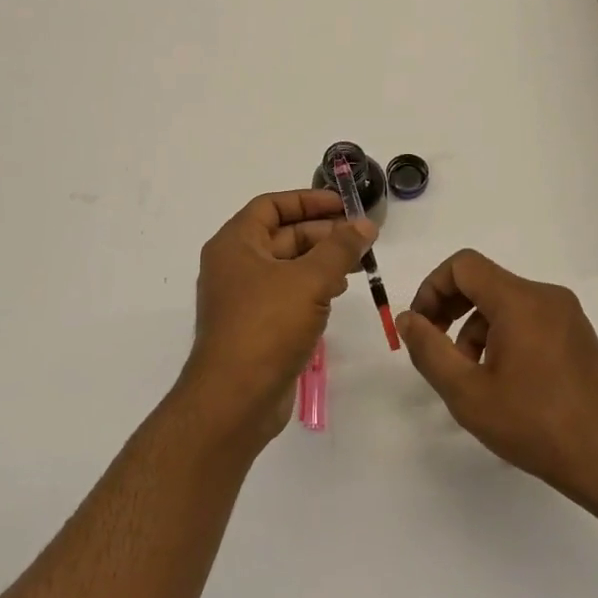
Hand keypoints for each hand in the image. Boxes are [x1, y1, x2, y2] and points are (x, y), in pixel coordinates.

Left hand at [178, 189, 376, 447]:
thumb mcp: (309, 280)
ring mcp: (243, 298)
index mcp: (235, 243)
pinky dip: (311, 289)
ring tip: (356, 267)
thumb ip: (339, 248)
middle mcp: (234, 265)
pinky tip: (335, 295)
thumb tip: (364, 224)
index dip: (308, 200)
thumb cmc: (267, 326)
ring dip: (321, 262)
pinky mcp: (254, 326)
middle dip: (322, 234)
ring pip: (286, 267)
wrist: (235, 398)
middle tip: (361, 239)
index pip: (271, 205)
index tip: (344, 205)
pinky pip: (285, 295)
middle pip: (281, 235)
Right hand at [399, 250, 597, 508]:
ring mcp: (568, 316)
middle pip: (484, 282)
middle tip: (435, 348)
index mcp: (520, 301)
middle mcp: (547, 297)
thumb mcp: (467, 393)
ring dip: (476, 329)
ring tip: (471, 376)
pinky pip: (529, 320)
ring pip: (505, 304)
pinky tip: (503, 381)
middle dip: (450, 309)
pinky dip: (504, 337)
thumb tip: (408, 319)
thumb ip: (429, 349)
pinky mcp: (579, 337)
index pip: (463, 265)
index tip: (421, 326)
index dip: (432, 288)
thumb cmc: (534, 425)